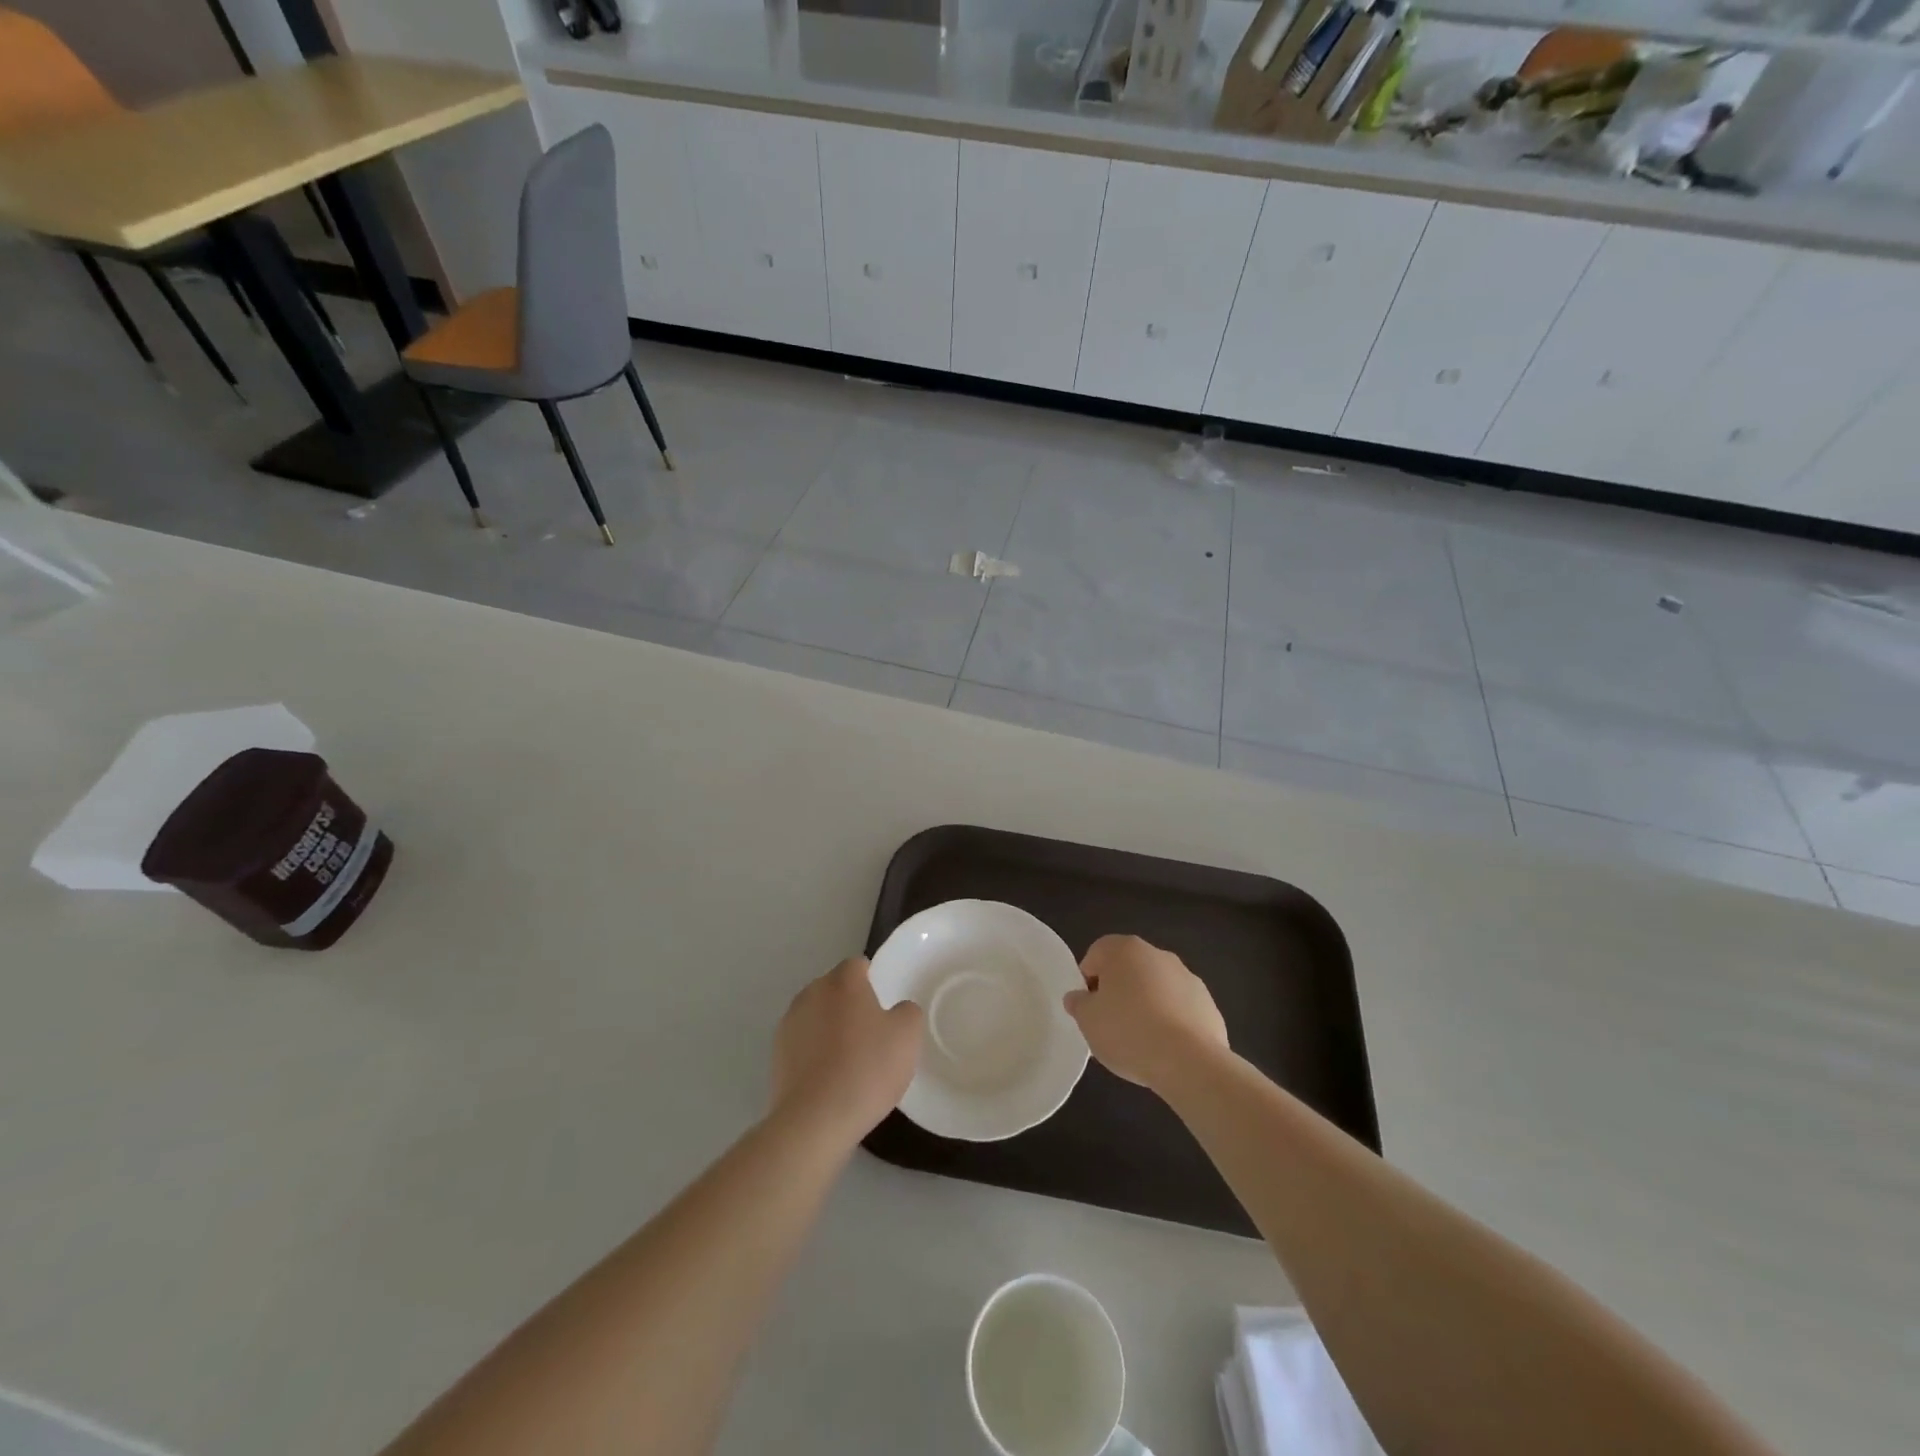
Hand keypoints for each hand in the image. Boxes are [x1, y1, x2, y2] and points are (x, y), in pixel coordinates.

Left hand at [771, 957, 923, 1145]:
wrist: (816, 1119)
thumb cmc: (867, 1068)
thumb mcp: (908, 1036)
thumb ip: (907, 1011)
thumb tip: (897, 1010)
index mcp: (843, 981)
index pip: (858, 965)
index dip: (873, 981)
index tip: (884, 1006)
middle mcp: (811, 993)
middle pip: (835, 989)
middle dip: (850, 1004)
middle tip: (871, 1034)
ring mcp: (789, 1023)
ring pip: (817, 1015)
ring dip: (830, 1028)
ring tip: (849, 1060)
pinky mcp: (776, 1054)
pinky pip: (803, 1043)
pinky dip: (815, 1052)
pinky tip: (829, 1078)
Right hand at [1065, 934, 1228, 1091]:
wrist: (1189, 1062)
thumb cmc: (1128, 1031)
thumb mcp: (1087, 1020)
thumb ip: (1078, 1003)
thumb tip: (1078, 997)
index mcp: (1124, 949)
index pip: (1096, 955)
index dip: (1088, 982)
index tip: (1090, 1009)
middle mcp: (1157, 954)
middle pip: (1128, 970)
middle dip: (1118, 992)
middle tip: (1110, 1025)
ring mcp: (1187, 977)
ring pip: (1155, 988)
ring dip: (1146, 1006)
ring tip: (1140, 1042)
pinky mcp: (1208, 1004)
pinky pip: (1179, 1009)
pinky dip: (1170, 1022)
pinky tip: (1165, 1049)